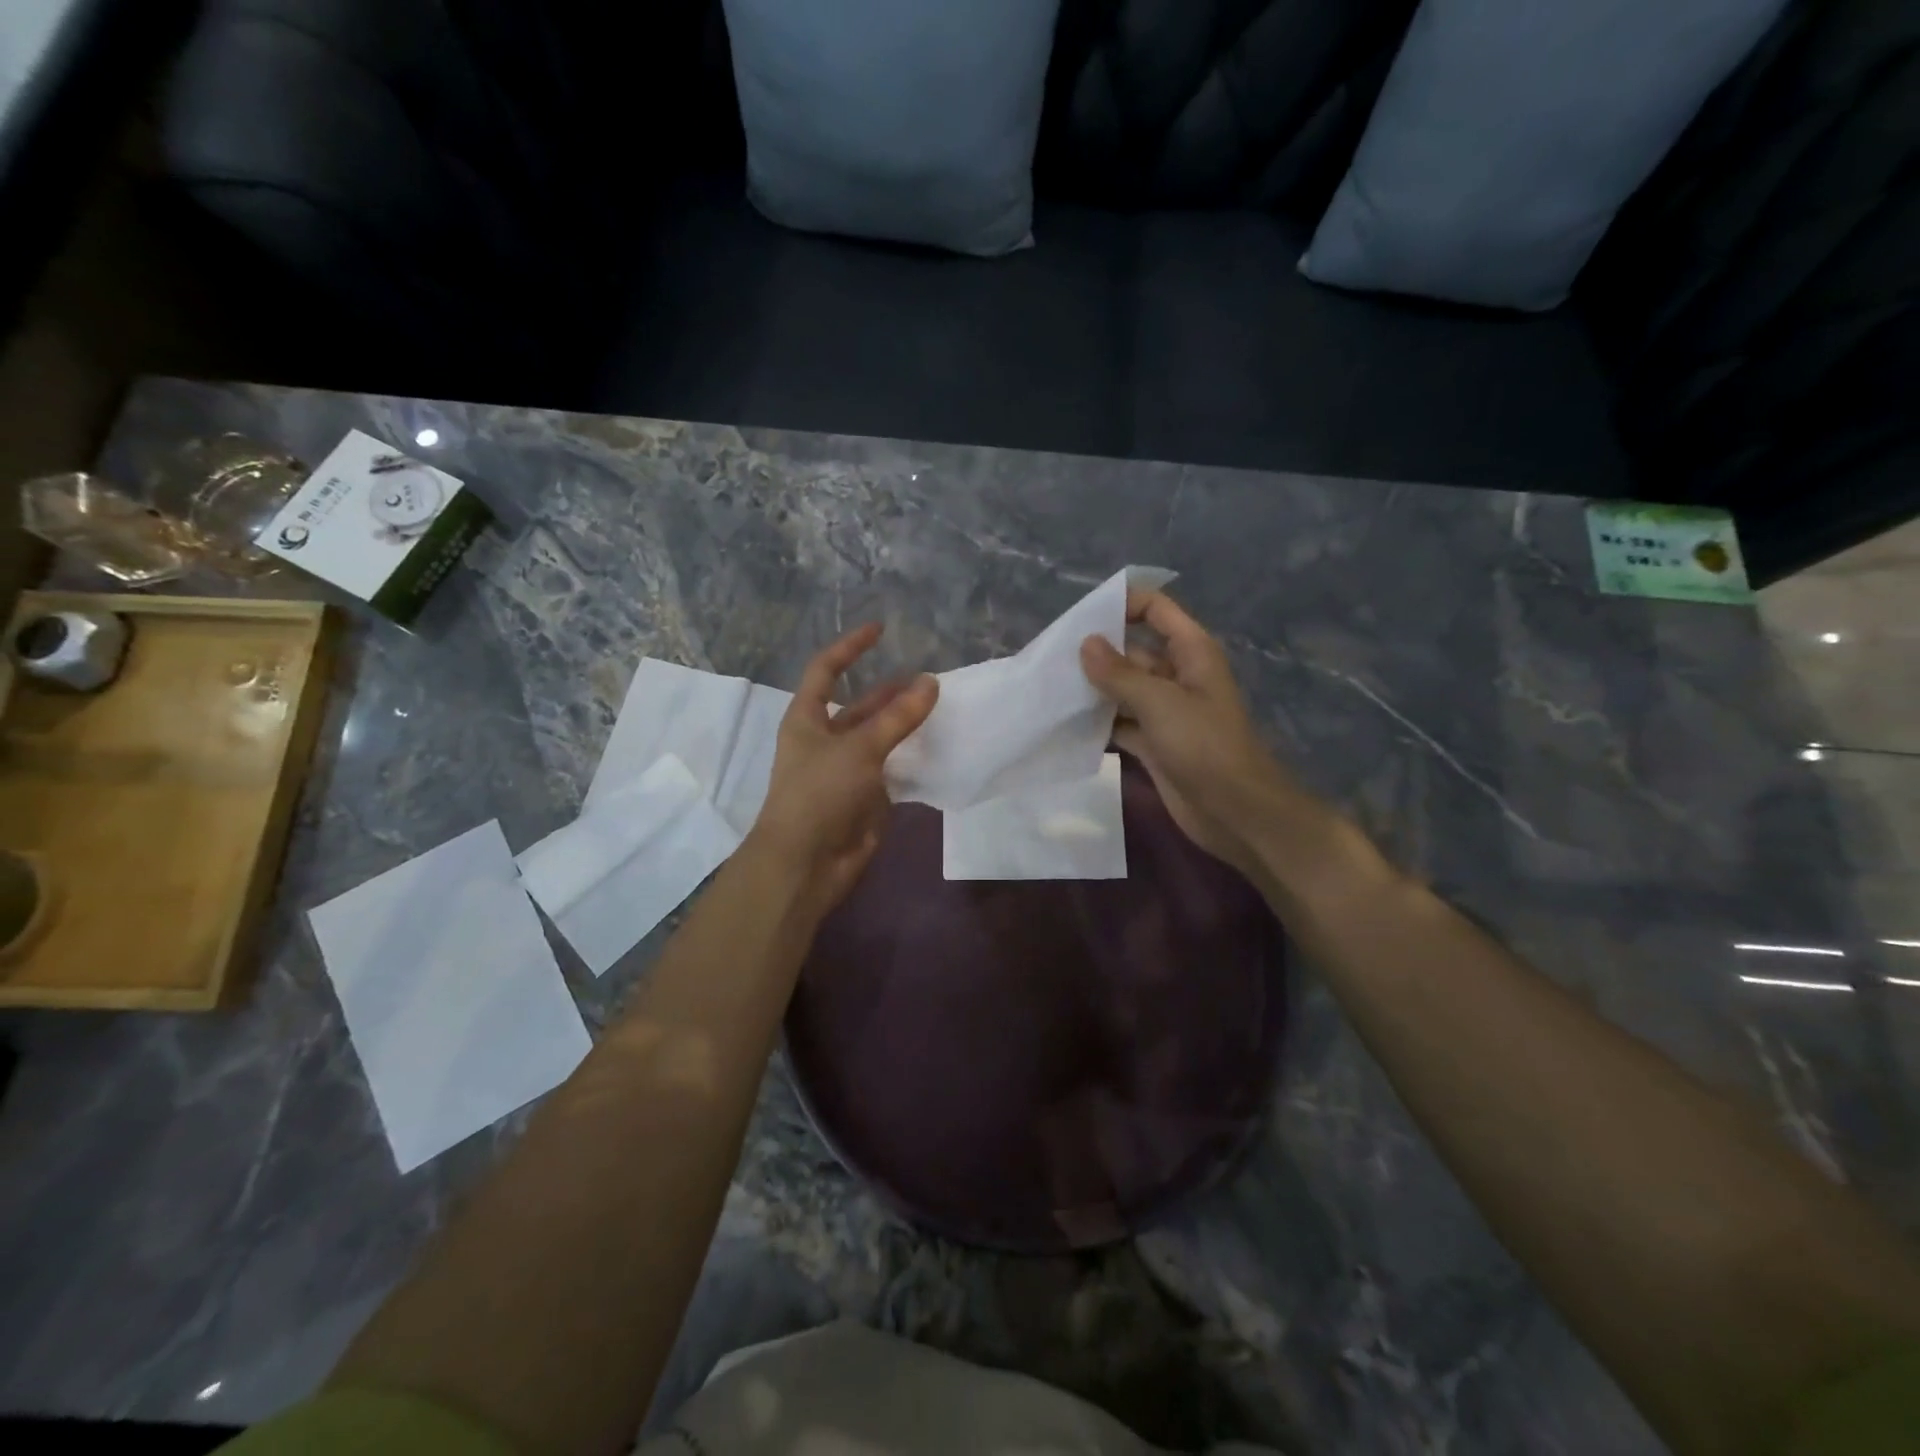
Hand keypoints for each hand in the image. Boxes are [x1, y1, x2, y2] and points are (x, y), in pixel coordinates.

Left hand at [745, 624, 937, 920]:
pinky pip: (891, 769)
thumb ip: (898, 717)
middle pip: (860, 705)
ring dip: (905, 725)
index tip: (881, 630)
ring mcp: (846, 770)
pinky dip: (912, 758)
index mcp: (807, 718)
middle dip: (892, 692)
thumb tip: (931, 682)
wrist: (806, 863)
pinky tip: (939, 748)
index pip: (826, 670)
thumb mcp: (859, 748)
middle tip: (931, 681)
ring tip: (942, 709)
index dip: (850, 647)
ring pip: (880, 738)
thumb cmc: (820, 793)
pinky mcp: (865, 797)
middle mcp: (825, 739)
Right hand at [1080, 590, 1304, 880]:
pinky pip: (1120, 723)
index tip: (1081, 616)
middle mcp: (1177, 675)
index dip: (1123, 604)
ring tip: (1050, 688)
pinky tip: (1065, 723)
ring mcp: (1165, 711)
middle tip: (1052, 658)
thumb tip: (1085, 644)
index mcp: (1190, 652)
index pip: (1155, 610)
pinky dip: (1098, 723)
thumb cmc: (1204, 745)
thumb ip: (1119, 673)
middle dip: (1097, 652)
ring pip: (1123, 689)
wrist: (1234, 811)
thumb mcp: (1160, 702)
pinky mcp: (1154, 743)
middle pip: (1133, 651)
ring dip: (1093, 690)